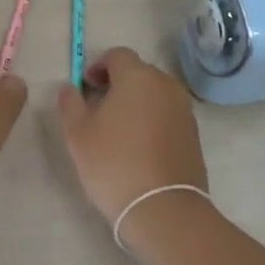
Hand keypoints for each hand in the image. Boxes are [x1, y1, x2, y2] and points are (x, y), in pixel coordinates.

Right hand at [54, 47, 206, 222]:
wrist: (163, 209)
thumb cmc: (114, 164)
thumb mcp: (78, 134)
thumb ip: (70, 103)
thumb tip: (70, 87)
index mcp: (138, 76)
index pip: (117, 55)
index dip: (98, 66)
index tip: (86, 87)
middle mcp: (165, 84)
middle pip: (138, 72)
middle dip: (118, 83)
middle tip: (99, 108)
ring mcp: (184, 109)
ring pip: (155, 94)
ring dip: (137, 102)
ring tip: (119, 130)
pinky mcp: (194, 133)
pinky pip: (168, 114)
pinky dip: (153, 120)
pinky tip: (140, 147)